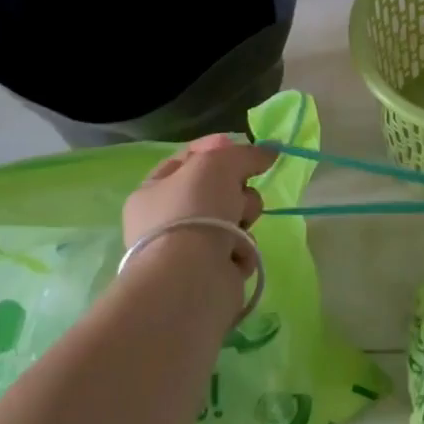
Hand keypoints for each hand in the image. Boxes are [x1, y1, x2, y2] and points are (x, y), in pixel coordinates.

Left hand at [121, 134, 275, 282]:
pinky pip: (239, 246)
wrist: (192, 277)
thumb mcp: (220, 162)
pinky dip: (243, 247)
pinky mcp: (211, 272)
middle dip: (237, 188)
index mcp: (152, 191)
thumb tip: (270, 152)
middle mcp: (166, 220)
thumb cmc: (194, 209)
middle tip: (239, 192)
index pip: (187, 158)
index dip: (215, 148)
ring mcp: (188, 248)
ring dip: (244, 217)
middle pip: (217, 188)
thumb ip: (247, 153)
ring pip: (233, 217)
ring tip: (239, 227)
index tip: (241, 147)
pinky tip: (237, 252)